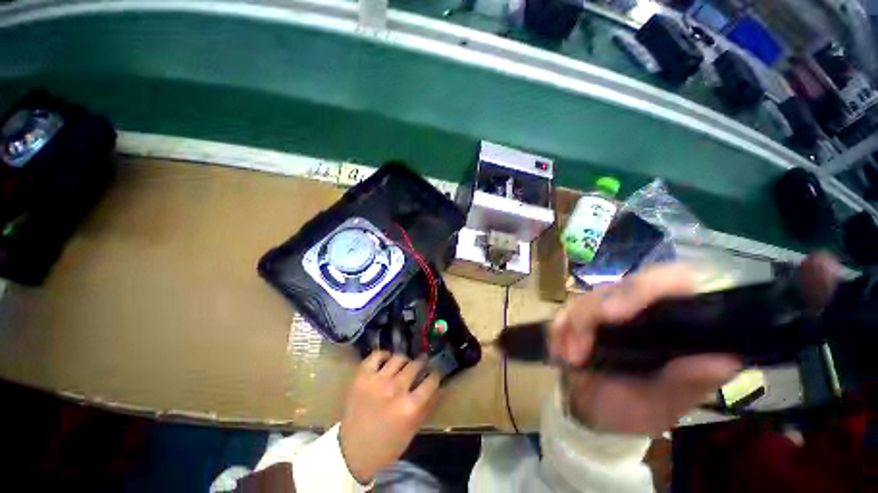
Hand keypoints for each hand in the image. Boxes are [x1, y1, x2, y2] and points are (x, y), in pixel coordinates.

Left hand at [339, 352, 441, 482]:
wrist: (351, 451)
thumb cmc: (386, 445)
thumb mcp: (412, 430)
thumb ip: (428, 407)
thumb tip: (442, 387)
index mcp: (410, 407)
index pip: (431, 380)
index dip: (436, 374)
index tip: (435, 373)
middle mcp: (395, 389)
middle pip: (415, 365)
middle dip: (421, 364)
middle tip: (421, 366)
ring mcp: (377, 381)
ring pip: (398, 358)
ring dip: (404, 361)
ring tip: (404, 365)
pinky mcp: (362, 376)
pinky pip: (377, 355)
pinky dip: (384, 355)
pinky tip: (387, 360)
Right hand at [549, 264, 741, 434]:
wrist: (590, 406)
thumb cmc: (631, 408)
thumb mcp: (661, 405)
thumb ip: (686, 384)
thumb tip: (725, 360)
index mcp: (675, 322)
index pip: (674, 281)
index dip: (648, 287)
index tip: (615, 314)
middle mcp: (642, 307)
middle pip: (620, 286)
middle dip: (591, 314)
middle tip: (577, 349)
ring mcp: (608, 306)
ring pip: (587, 297)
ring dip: (573, 325)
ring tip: (569, 358)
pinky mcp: (582, 311)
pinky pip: (565, 309)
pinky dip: (559, 327)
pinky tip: (559, 349)